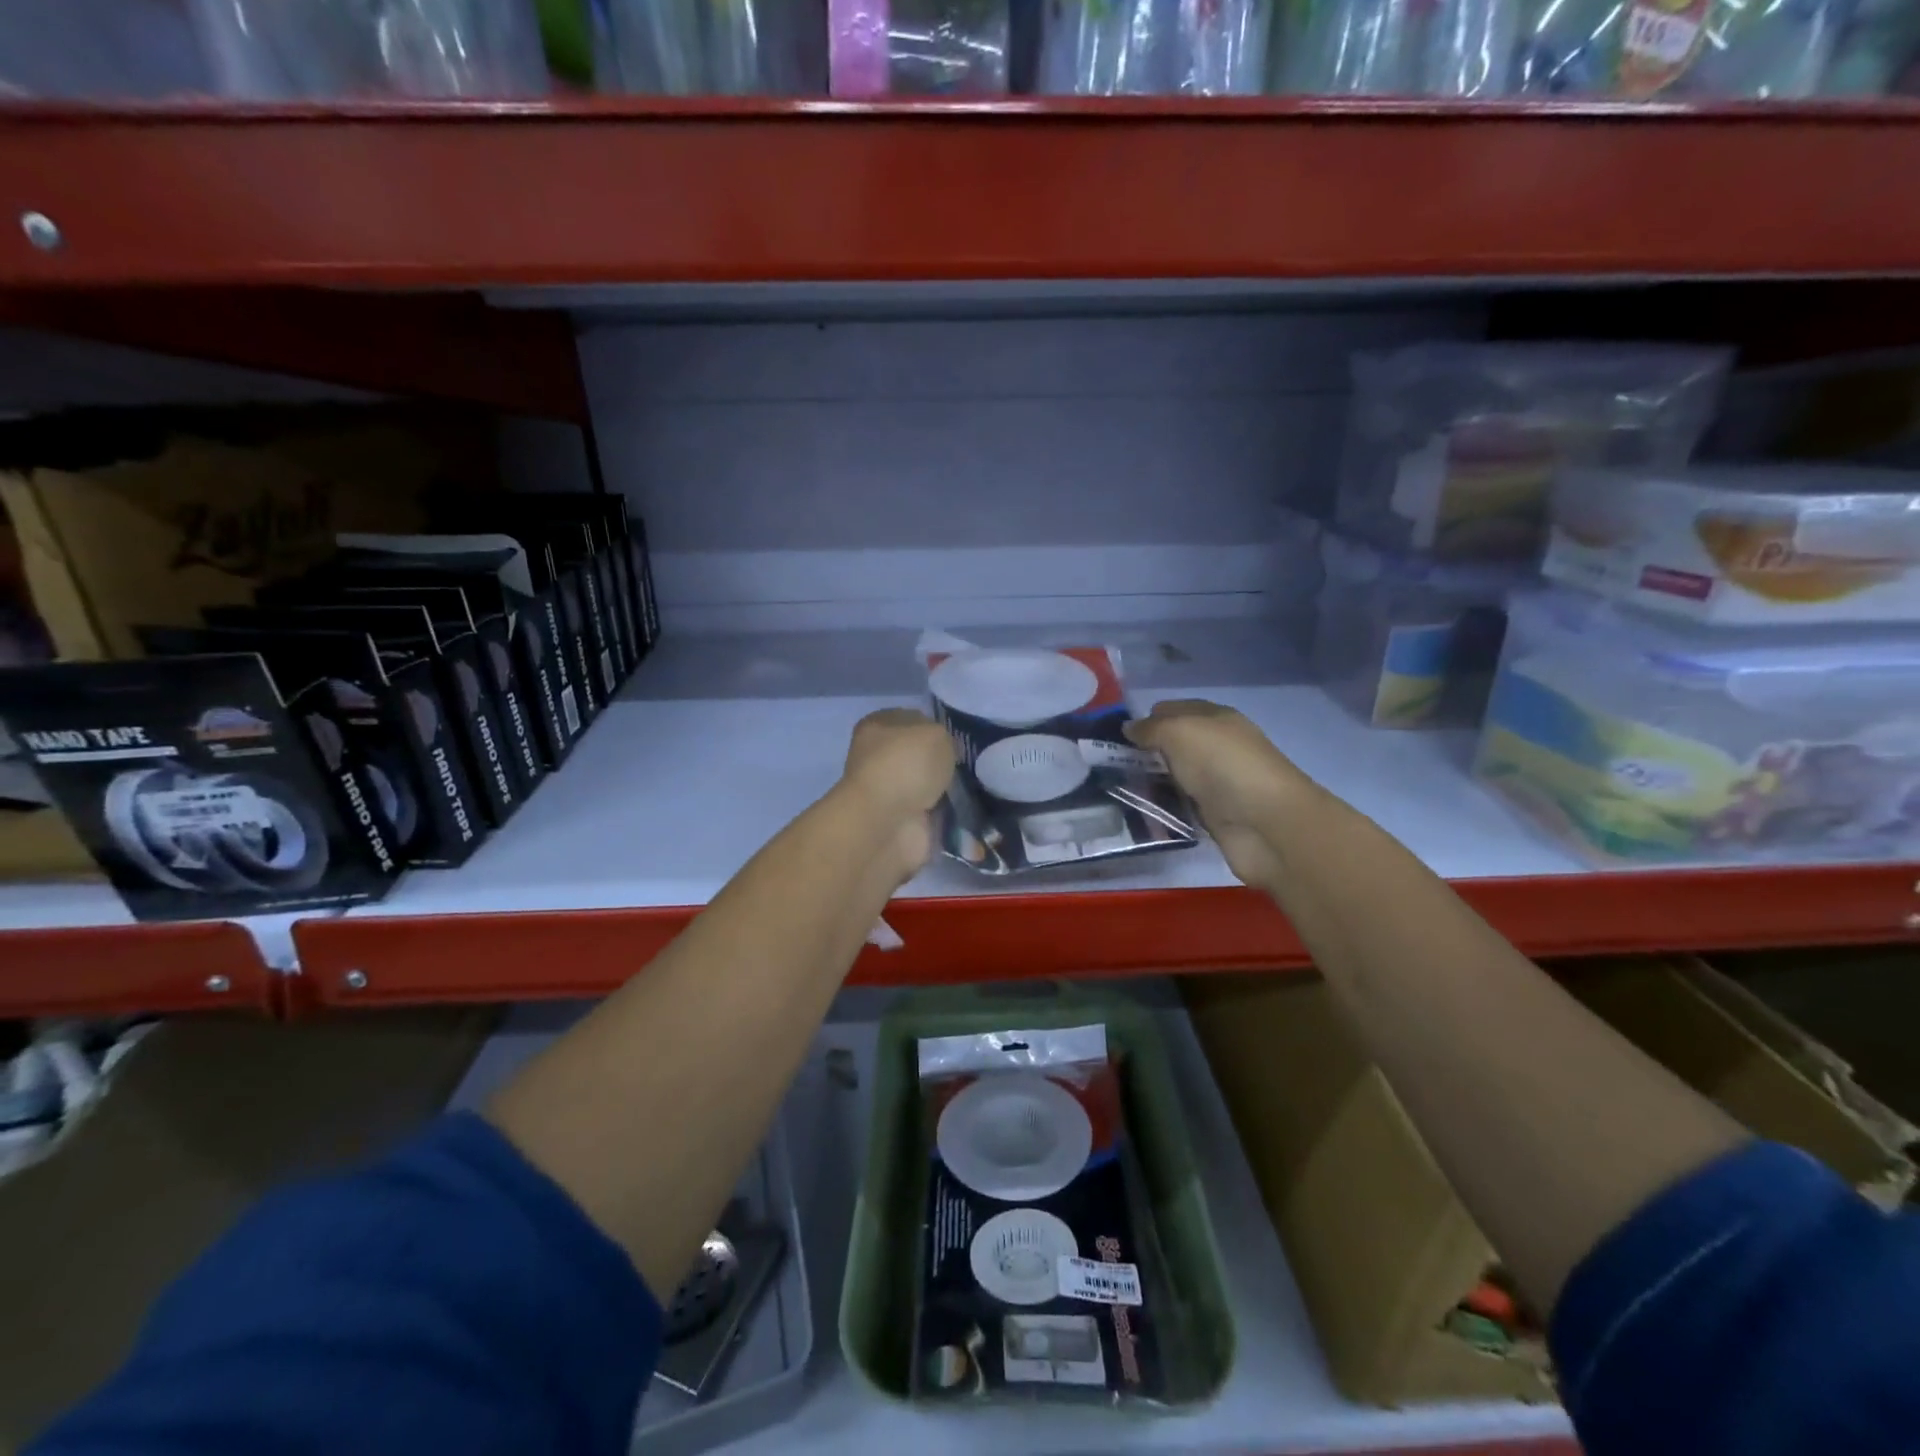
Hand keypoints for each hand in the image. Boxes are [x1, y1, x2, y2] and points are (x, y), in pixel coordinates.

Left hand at [841, 709, 956, 880]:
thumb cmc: (906, 766)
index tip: (956, 738)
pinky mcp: (900, 820)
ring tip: (970, 787)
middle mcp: (879, 757)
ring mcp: (889, 791)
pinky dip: (946, 813)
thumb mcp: (935, 733)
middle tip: (966, 764)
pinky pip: (932, 811)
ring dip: (945, 788)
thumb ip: (943, 737)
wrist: (888, 823)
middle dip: (942, 760)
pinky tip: (963, 809)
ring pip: (926, 783)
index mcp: (878, 726)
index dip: (934, 726)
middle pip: (919, 754)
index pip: (911, 719)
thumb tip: (942, 752)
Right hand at [1126, 700, 1319, 889]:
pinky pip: (1180, 805)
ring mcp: (1217, 782)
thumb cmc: (1223, 765)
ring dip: (1150, 781)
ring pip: (1174, 776)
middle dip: (1144, 751)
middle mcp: (1217, 747)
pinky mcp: (1214, 815)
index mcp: (1216, 718)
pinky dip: (1162, 807)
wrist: (1266, 824)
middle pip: (1173, 744)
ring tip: (1113, 787)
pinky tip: (1137, 810)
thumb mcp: (1180, 732)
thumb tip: (1129, 728)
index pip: (1174, 709)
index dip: (1146, 718)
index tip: (1114, 736)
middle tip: (1106, 763)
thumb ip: (1151, 728)